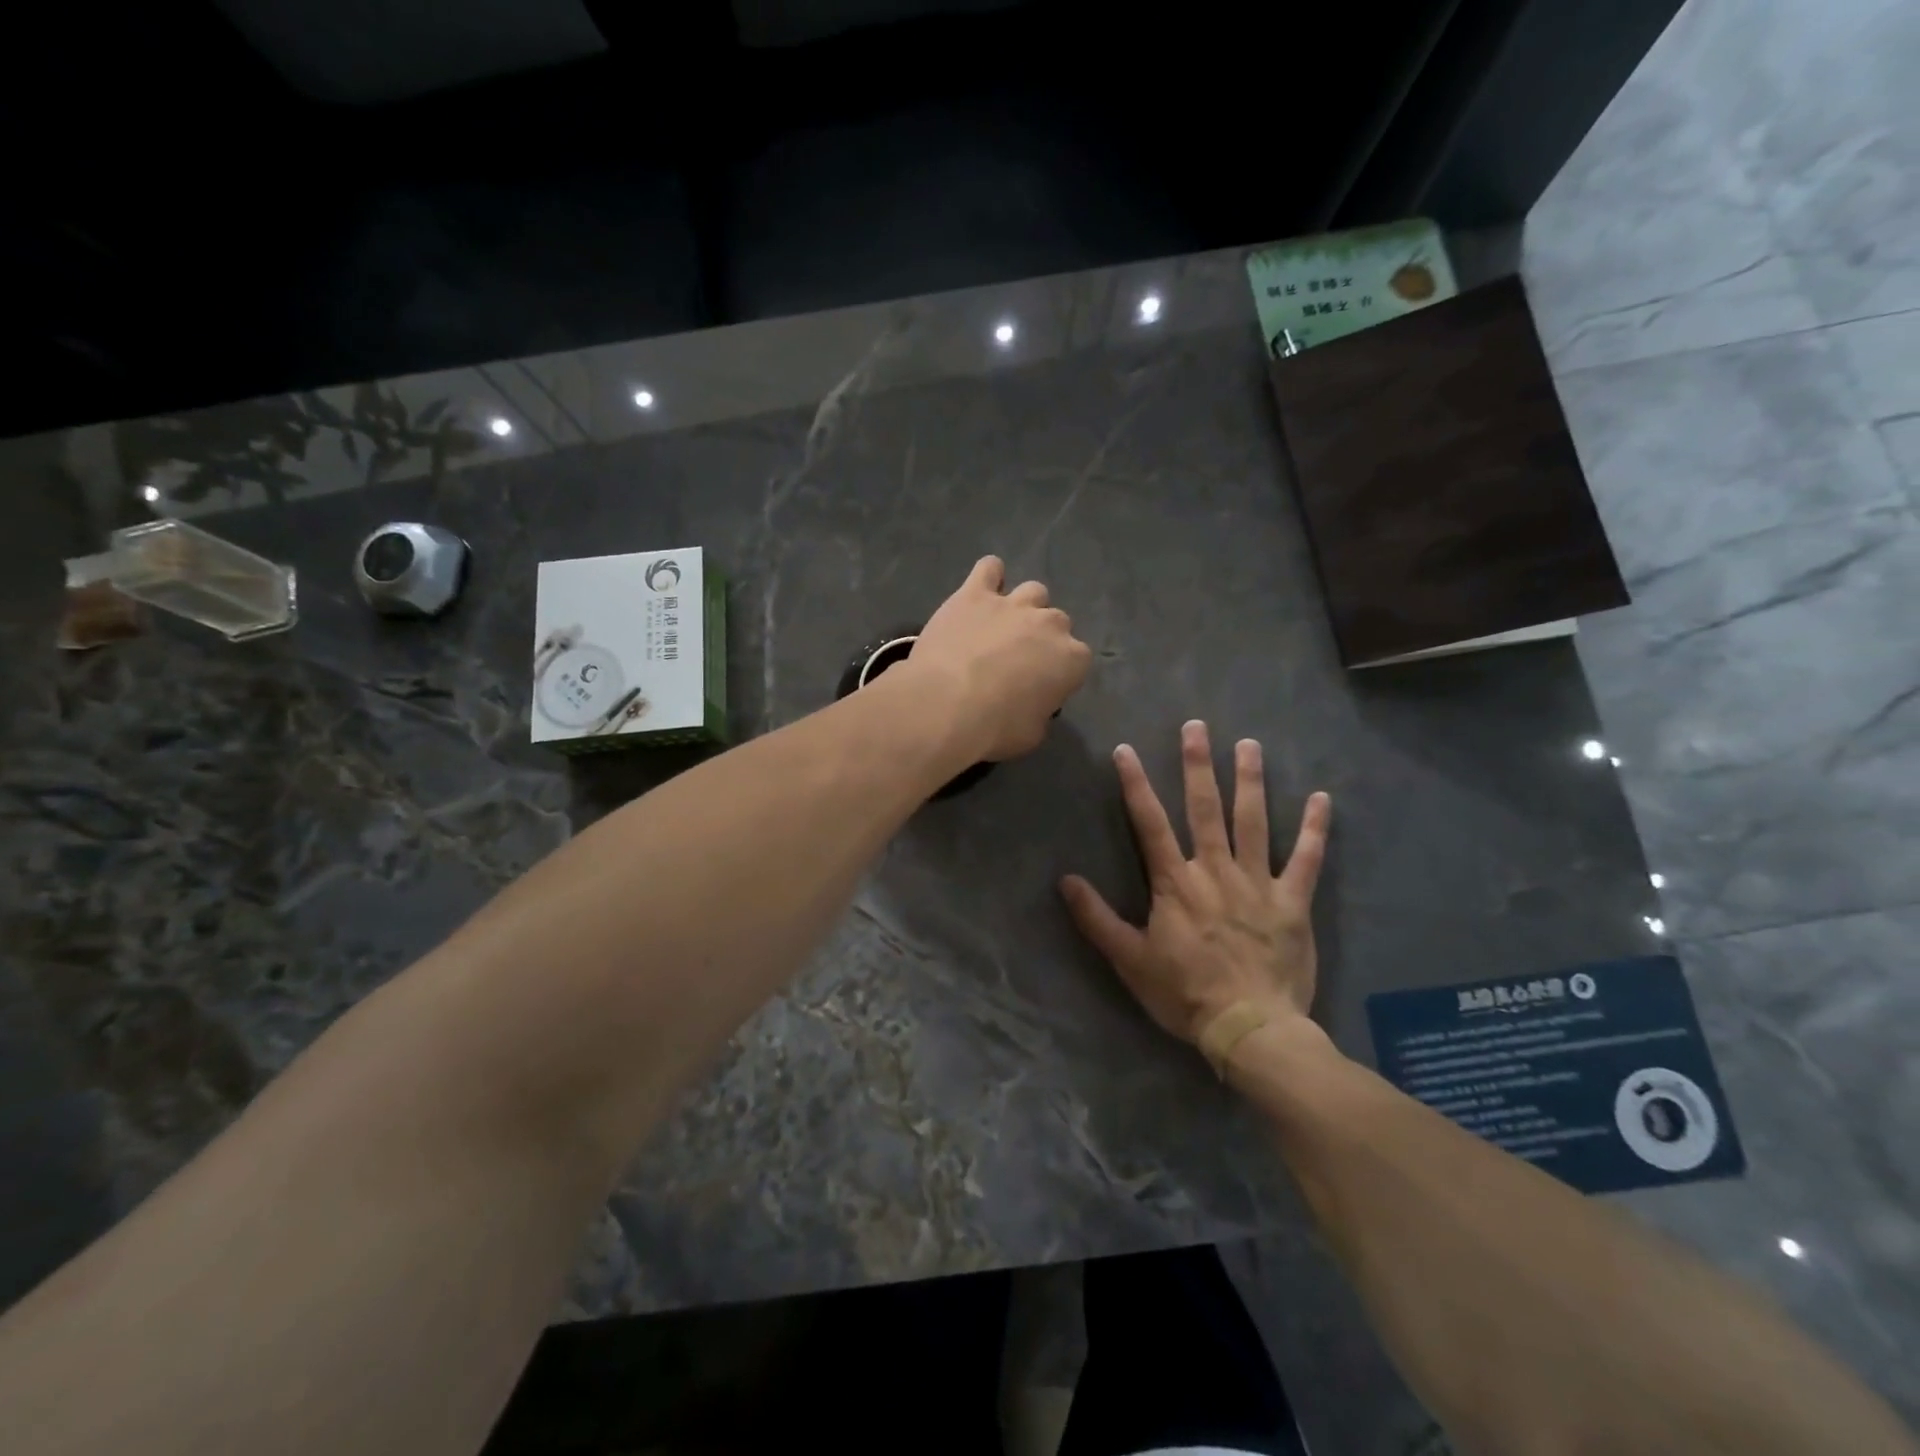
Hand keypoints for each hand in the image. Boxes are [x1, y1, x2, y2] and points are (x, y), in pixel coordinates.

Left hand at [907, 556, 1091, 761]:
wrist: (945, 704)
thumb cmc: (994, 728)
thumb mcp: (1031, 734)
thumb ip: (1041, 711)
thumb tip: (1034, 704)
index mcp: (1071, 659)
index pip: (1077, 660)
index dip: (1059, 673)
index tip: (1041, 688)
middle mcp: (1049, 623)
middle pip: (1056, 622)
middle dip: (1042, 639)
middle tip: (1017, 660)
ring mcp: (1012, 604)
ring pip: (1033, 592)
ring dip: (1023, 607)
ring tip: (1000, 627)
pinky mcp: (974, 594)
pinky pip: (990, 568)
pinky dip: (989, 578)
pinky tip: (979, 593)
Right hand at [1060, 721, 1330, 1043]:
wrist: (1249, 1028)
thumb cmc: (1184, 994)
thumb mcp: (1129, 960)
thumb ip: (1097, 918)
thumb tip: (1064, 880)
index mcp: (1175, 883)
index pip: (1149, 823)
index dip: (1135, 784)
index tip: (1126, 750)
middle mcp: (1215, 871)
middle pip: (1205, 809)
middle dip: (1198, 765)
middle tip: (1197, 726)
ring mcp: (1257, 883)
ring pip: (1253, 822)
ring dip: (1251, 781)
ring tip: (1249, 744)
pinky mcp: (1292, 902)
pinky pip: (1305, 860)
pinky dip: (1314, 829)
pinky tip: (1322, 798)